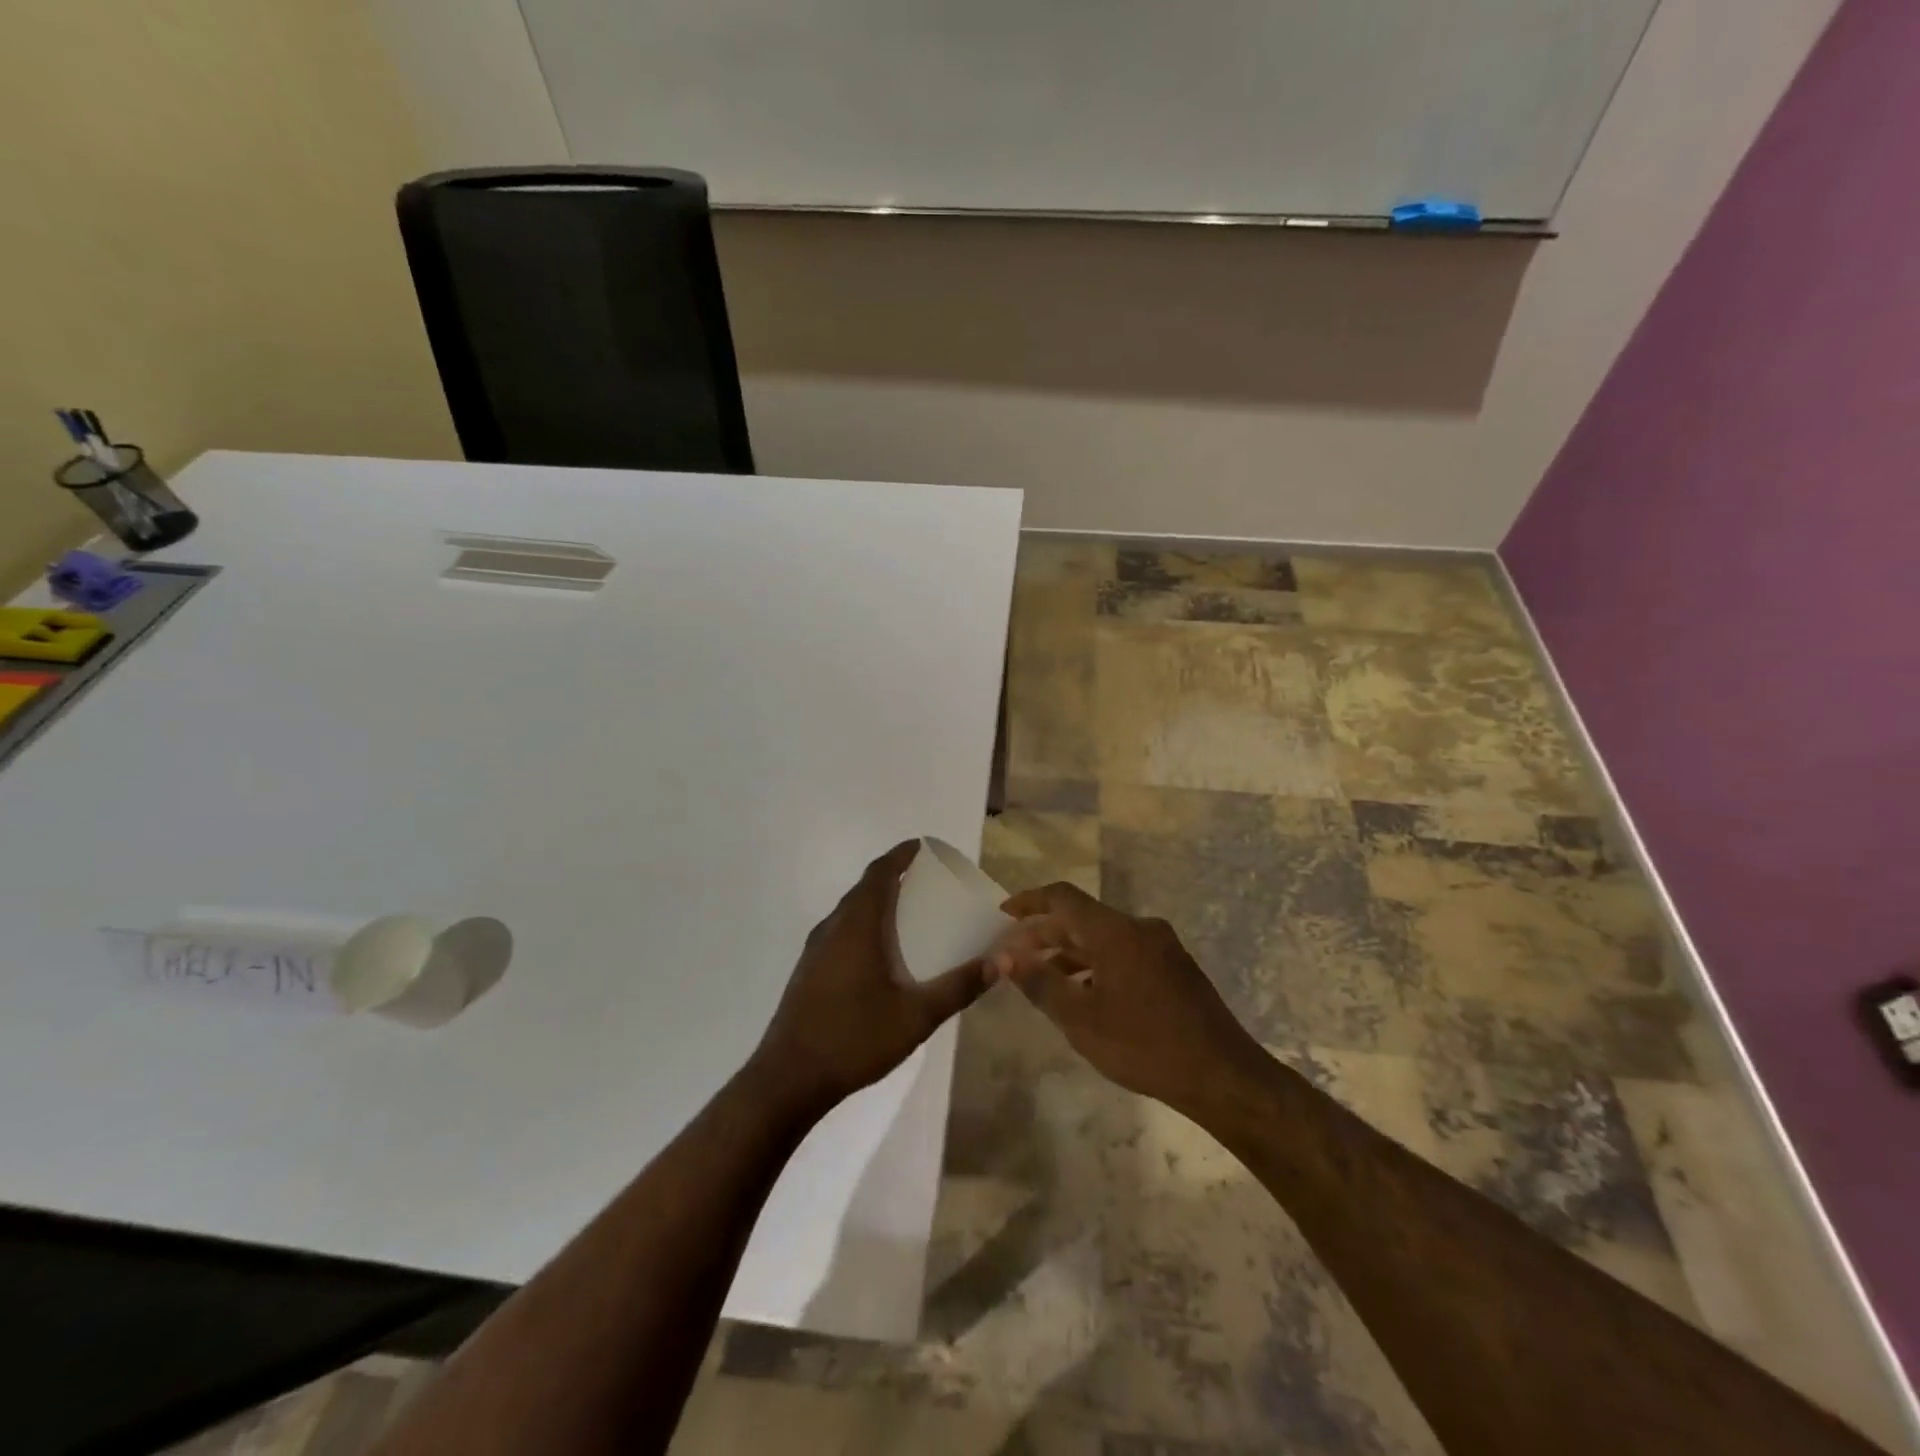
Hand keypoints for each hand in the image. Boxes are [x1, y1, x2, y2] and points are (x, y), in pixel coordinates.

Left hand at [749, 841, 987, 1118]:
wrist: (788, 1079)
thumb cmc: (854, 1039)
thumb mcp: (916, 1016)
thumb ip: (959, 987)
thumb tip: (1001, 961)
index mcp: (856, 925)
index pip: (879, 873)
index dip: (900, 855)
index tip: (924, 847)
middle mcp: (832, 927)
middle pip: (864, 888)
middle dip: (893, 877)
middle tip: (927, 881)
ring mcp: (815, 949)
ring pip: (850, 910)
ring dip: (877, 901)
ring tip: (909, 912)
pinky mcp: (809, 970)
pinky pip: (841, 930)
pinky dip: (864, 924)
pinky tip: (881, 953)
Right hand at [991, 882, 1266, 1114]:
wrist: (1223, 1076)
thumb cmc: (1145, 1046)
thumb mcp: (1081, 1020)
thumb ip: (1040, 982)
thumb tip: (1004, 955)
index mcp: (1115, 931)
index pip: (1063, 898)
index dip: (1030, 901)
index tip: (1003, 914)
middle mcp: (1139, 928)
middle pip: (1082, 918)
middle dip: (1045, 933)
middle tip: (1014, 956)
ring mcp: (1161, 946)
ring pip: (1104, 937)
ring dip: (1070, 952)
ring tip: (1042, 978)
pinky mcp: (1174, 967)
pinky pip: (1124, 952)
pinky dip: (1096, 963)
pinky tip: (1085, 994)